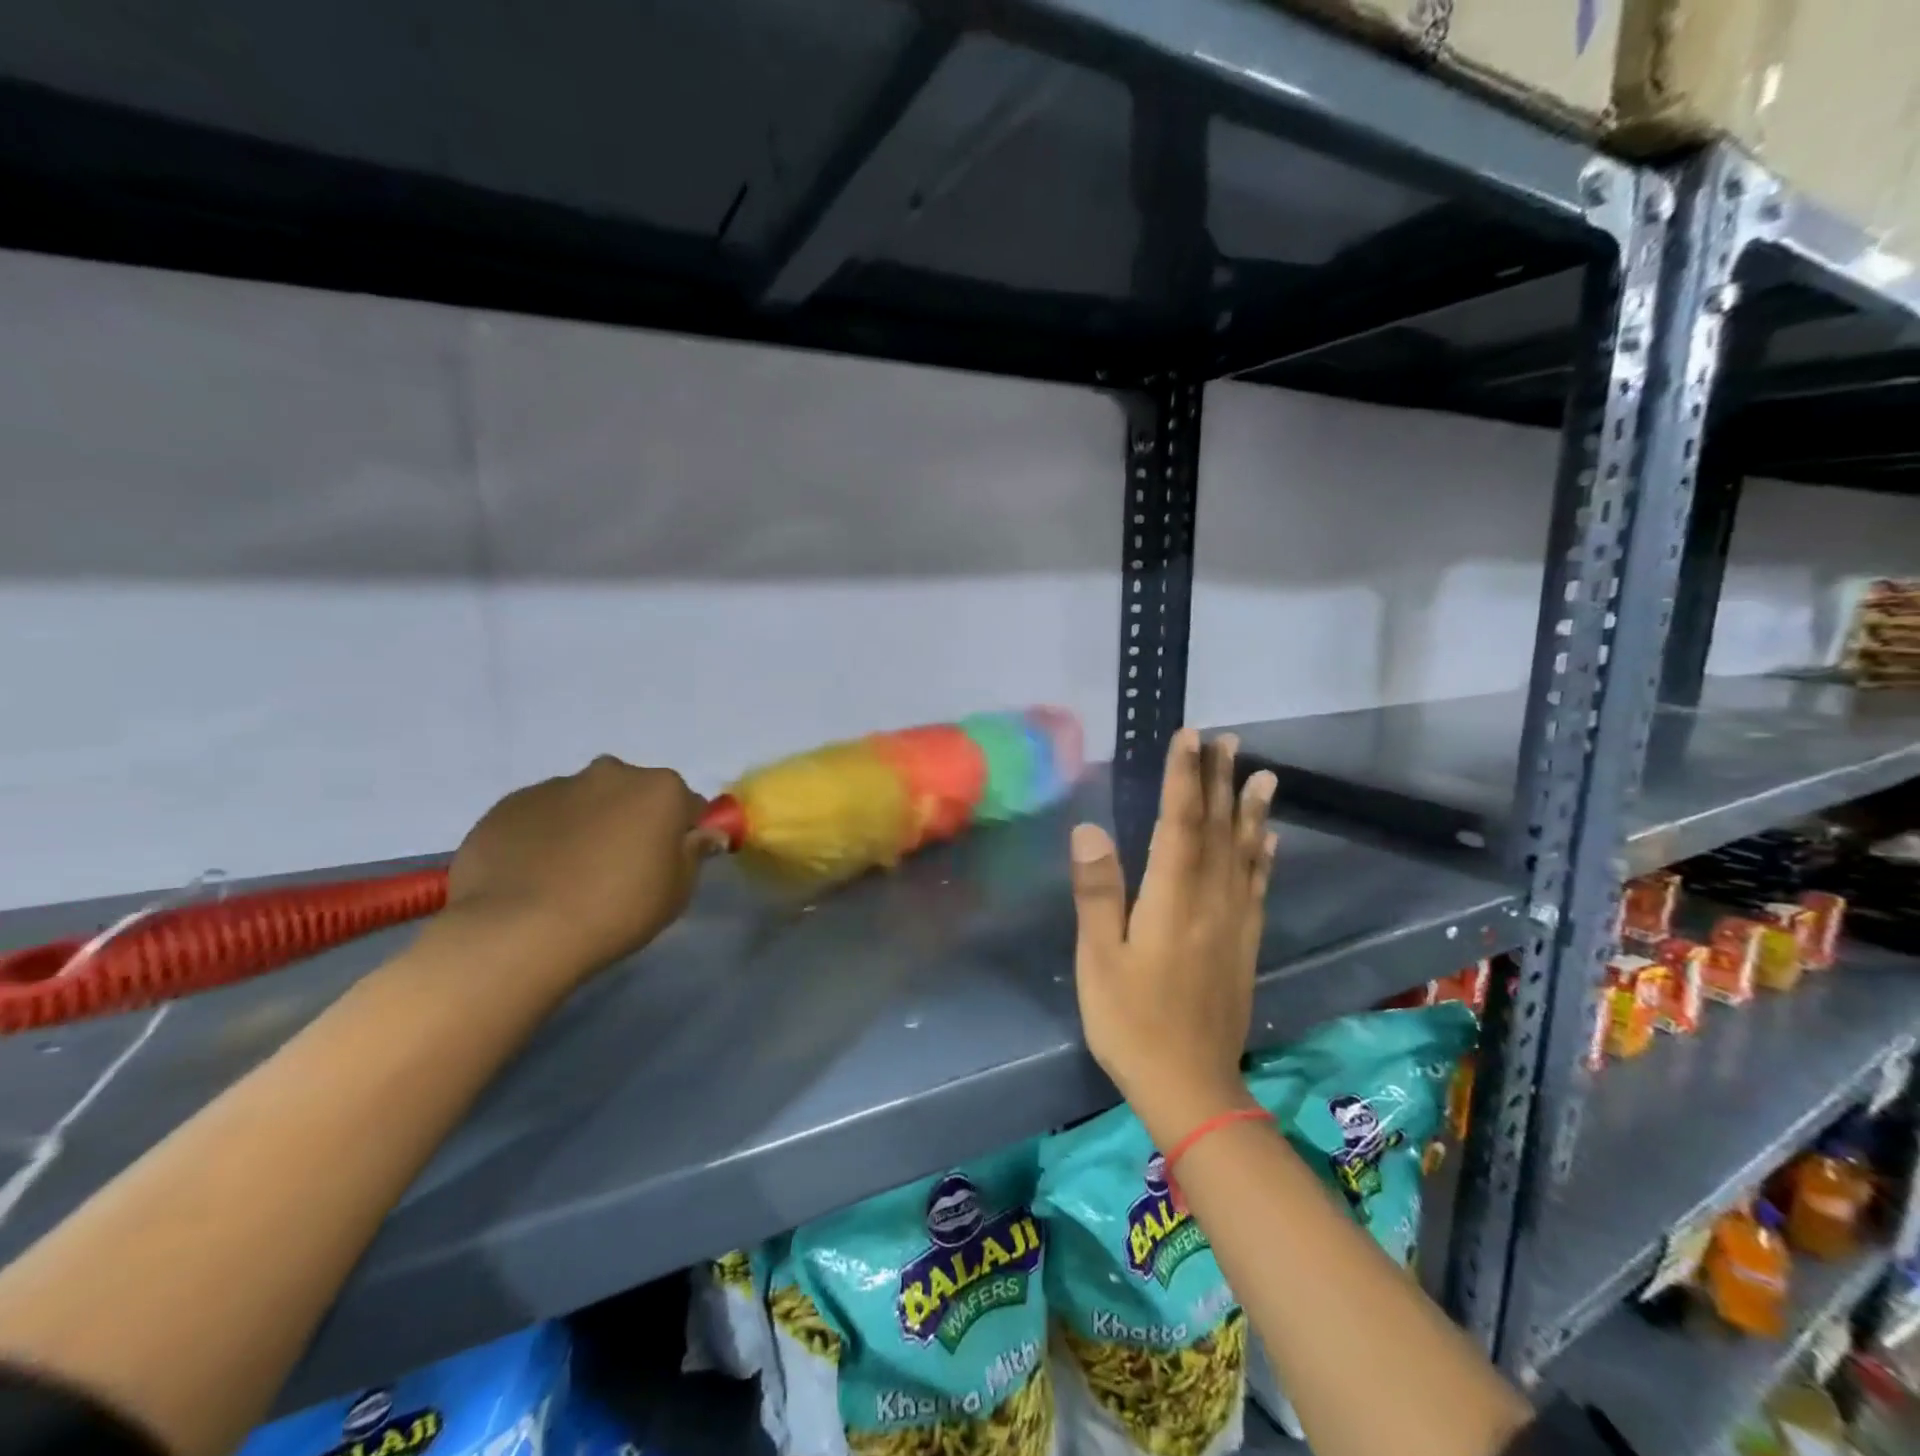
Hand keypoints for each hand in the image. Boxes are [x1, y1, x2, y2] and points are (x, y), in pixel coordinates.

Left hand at [442, 755, 712, 982]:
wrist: (519, 930)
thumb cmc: (618, 909)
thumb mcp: (678, 891)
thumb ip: (693, 853)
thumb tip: (702, 833)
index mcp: (660, 789)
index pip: (687, 804)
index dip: (682, 834)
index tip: (669, 863)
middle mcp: (611, 773)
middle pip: (633, 794)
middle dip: (632, 820)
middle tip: (621, 868)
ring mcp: (555, 785)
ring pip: (585, 802)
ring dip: (587, 826)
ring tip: (570, 876)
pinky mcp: (508, 805)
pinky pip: (541, 817)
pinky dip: (545, 836)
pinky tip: (536, 875)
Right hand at [1069, 729, 1277, 1147]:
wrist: (1191, 1087)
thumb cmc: (1132, 1021)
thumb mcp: (1099, 959)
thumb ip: (1098, 892)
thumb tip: (1090, 829)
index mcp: (1173, 899)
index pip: (1180, 823)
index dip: (1183, 778)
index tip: (1188, 737)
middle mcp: (1212, 901)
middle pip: (1218, 829)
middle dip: (1219, 781)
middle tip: (1227, 740)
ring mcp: (1235, 922)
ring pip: (1245, 853)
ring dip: (1250, 810)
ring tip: (1261, 773)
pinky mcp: (1246, 944)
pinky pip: (1258, 887)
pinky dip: (1264, 857)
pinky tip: (1269, 839)